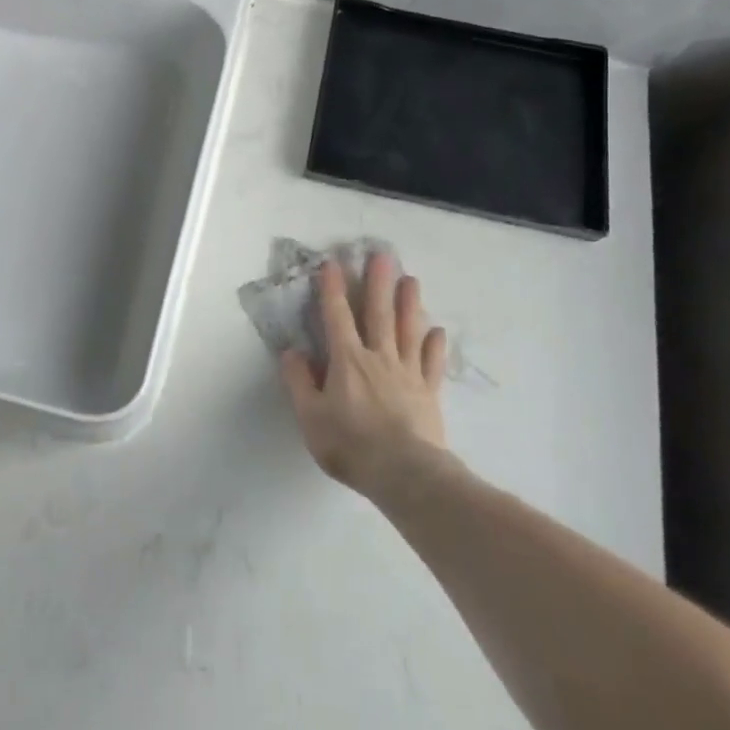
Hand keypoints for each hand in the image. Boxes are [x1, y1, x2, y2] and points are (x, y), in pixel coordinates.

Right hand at [279, 255, 447, 496]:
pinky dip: (435, 345)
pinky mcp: (429, 392)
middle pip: (378, 313)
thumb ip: (299, 382)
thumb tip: (292, 351)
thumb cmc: (351, 444)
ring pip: (408, 330)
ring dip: (409, 303)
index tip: (332, 262)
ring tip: (411, 279)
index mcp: (347, 360)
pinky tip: (437, 330)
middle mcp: (378, 357)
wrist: (405, 474)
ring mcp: (407, 373)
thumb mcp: (310, 417)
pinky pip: (432, 363)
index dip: (332, 288)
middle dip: (377, 282)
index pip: (336, 316)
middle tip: (382, 255)